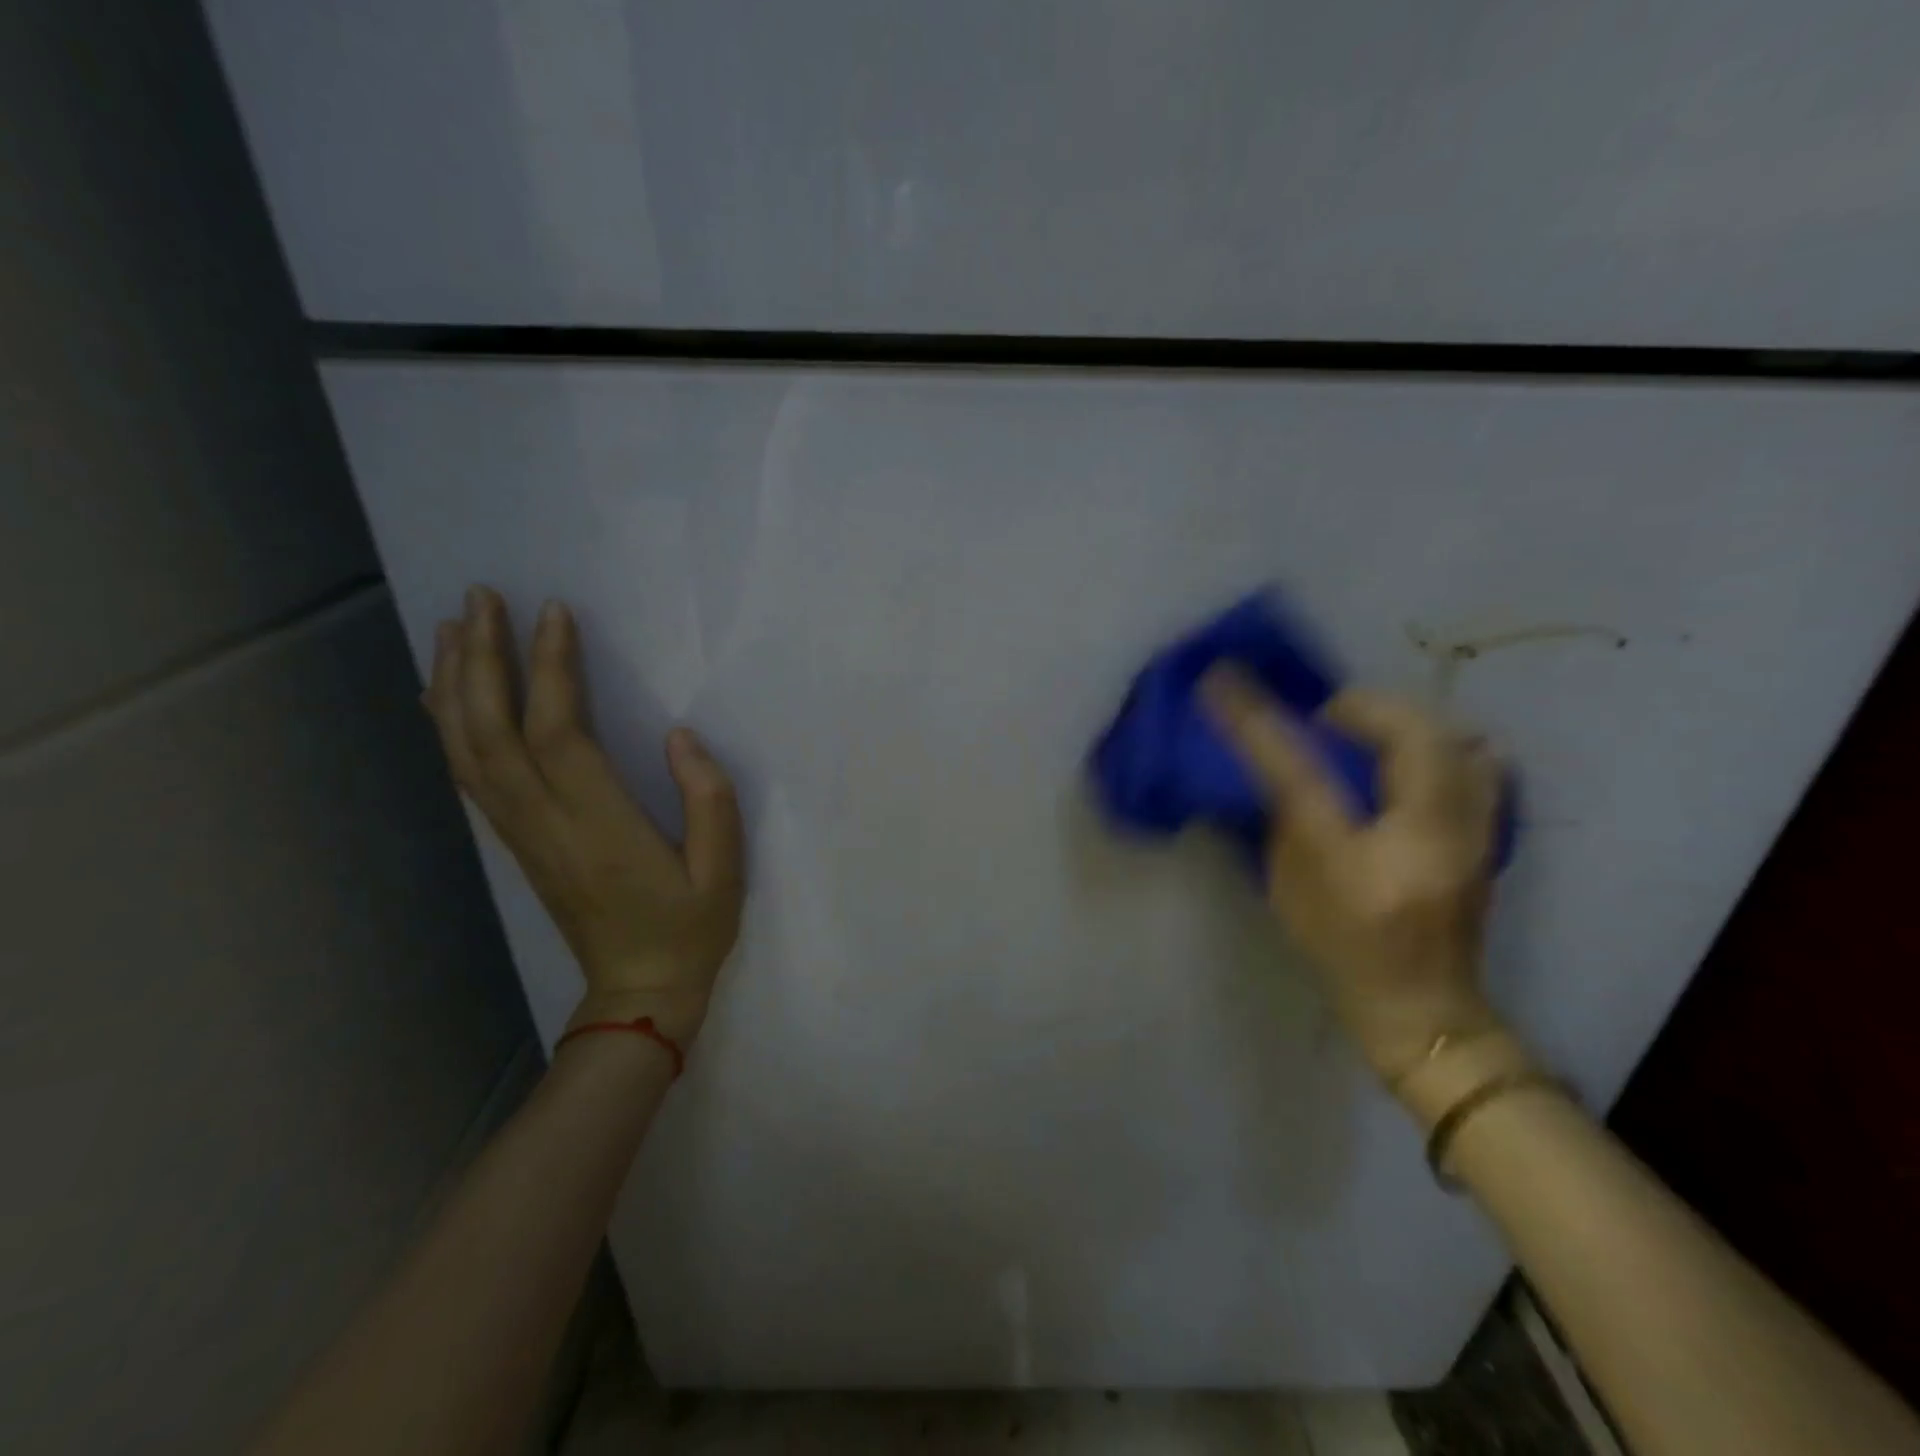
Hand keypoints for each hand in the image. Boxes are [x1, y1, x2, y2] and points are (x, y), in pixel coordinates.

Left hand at [424, 586, 744, 1044]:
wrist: (637, 992)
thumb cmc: (690, 928)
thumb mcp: (725, 869)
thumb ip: (709, 798)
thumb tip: (679, 735)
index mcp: (599, 825)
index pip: (560, 732)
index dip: (553, 669)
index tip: (554, 613)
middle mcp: (546, 822)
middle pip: (494, 731)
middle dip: (483, 659)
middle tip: (480, 598)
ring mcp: (523, 834)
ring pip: (469, 750)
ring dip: (455, 685)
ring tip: (452, 628)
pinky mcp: (518, 842)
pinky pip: (471, 776)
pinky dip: (451, 728)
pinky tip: (446, 696)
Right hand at [1201, 669, 1504, 1080]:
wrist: (1423, 1006)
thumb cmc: (1341, 952)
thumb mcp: (1289, 888)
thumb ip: (1284, 817)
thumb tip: (1277, 761)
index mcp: (1359, 862)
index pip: (1303, 774)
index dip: (1260, 723)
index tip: (1225, 680)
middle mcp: (1428, 838)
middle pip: (1408, 733)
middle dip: (1358, 709)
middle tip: (1324, 722)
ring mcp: (1475, 833)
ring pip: (1453, 737)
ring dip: (1402, 723)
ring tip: (1369, 738)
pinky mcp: (1493, 831)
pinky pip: (1477, 759)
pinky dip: (1440, 744)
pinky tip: (1411, 763)